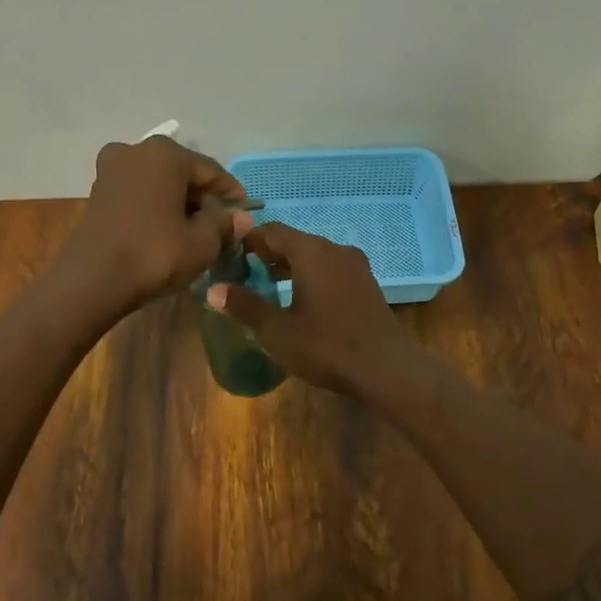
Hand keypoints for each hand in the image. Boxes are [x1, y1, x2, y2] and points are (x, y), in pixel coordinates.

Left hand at [54, 136, 253, 317]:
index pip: (210, 170)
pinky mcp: (97, 192)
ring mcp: (111, 170)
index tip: (244, 213)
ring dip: (177, 202)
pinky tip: (165, 230)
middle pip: (182, 173)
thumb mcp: (201, 243)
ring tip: (193, 230)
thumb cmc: (154, 254)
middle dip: (202, 197)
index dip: (231, 193)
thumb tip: (241, 217)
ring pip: (158, 182)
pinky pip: (138, 193)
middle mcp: (136, 151)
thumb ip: (224, 224)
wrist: (92, 280)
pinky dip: (154, 206)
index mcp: (165, 154)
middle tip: (219, 225)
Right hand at [205, 223, 427, 399]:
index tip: (228, 256)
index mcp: (311, 252)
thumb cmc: (326, 347)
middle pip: (294, 241)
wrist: (387, 369)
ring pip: (314, 256)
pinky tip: (300, 301)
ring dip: (289, 266)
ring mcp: (355, 266)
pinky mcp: (366, 284)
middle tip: (243, 273)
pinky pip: (331, 270)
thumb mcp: (277, 330)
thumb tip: (214, 290)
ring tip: (267, 287)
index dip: (247, 240)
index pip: (272, 230)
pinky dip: (311, 276)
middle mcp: (335, 250)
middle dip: (267, 254)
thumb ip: (245, 306)